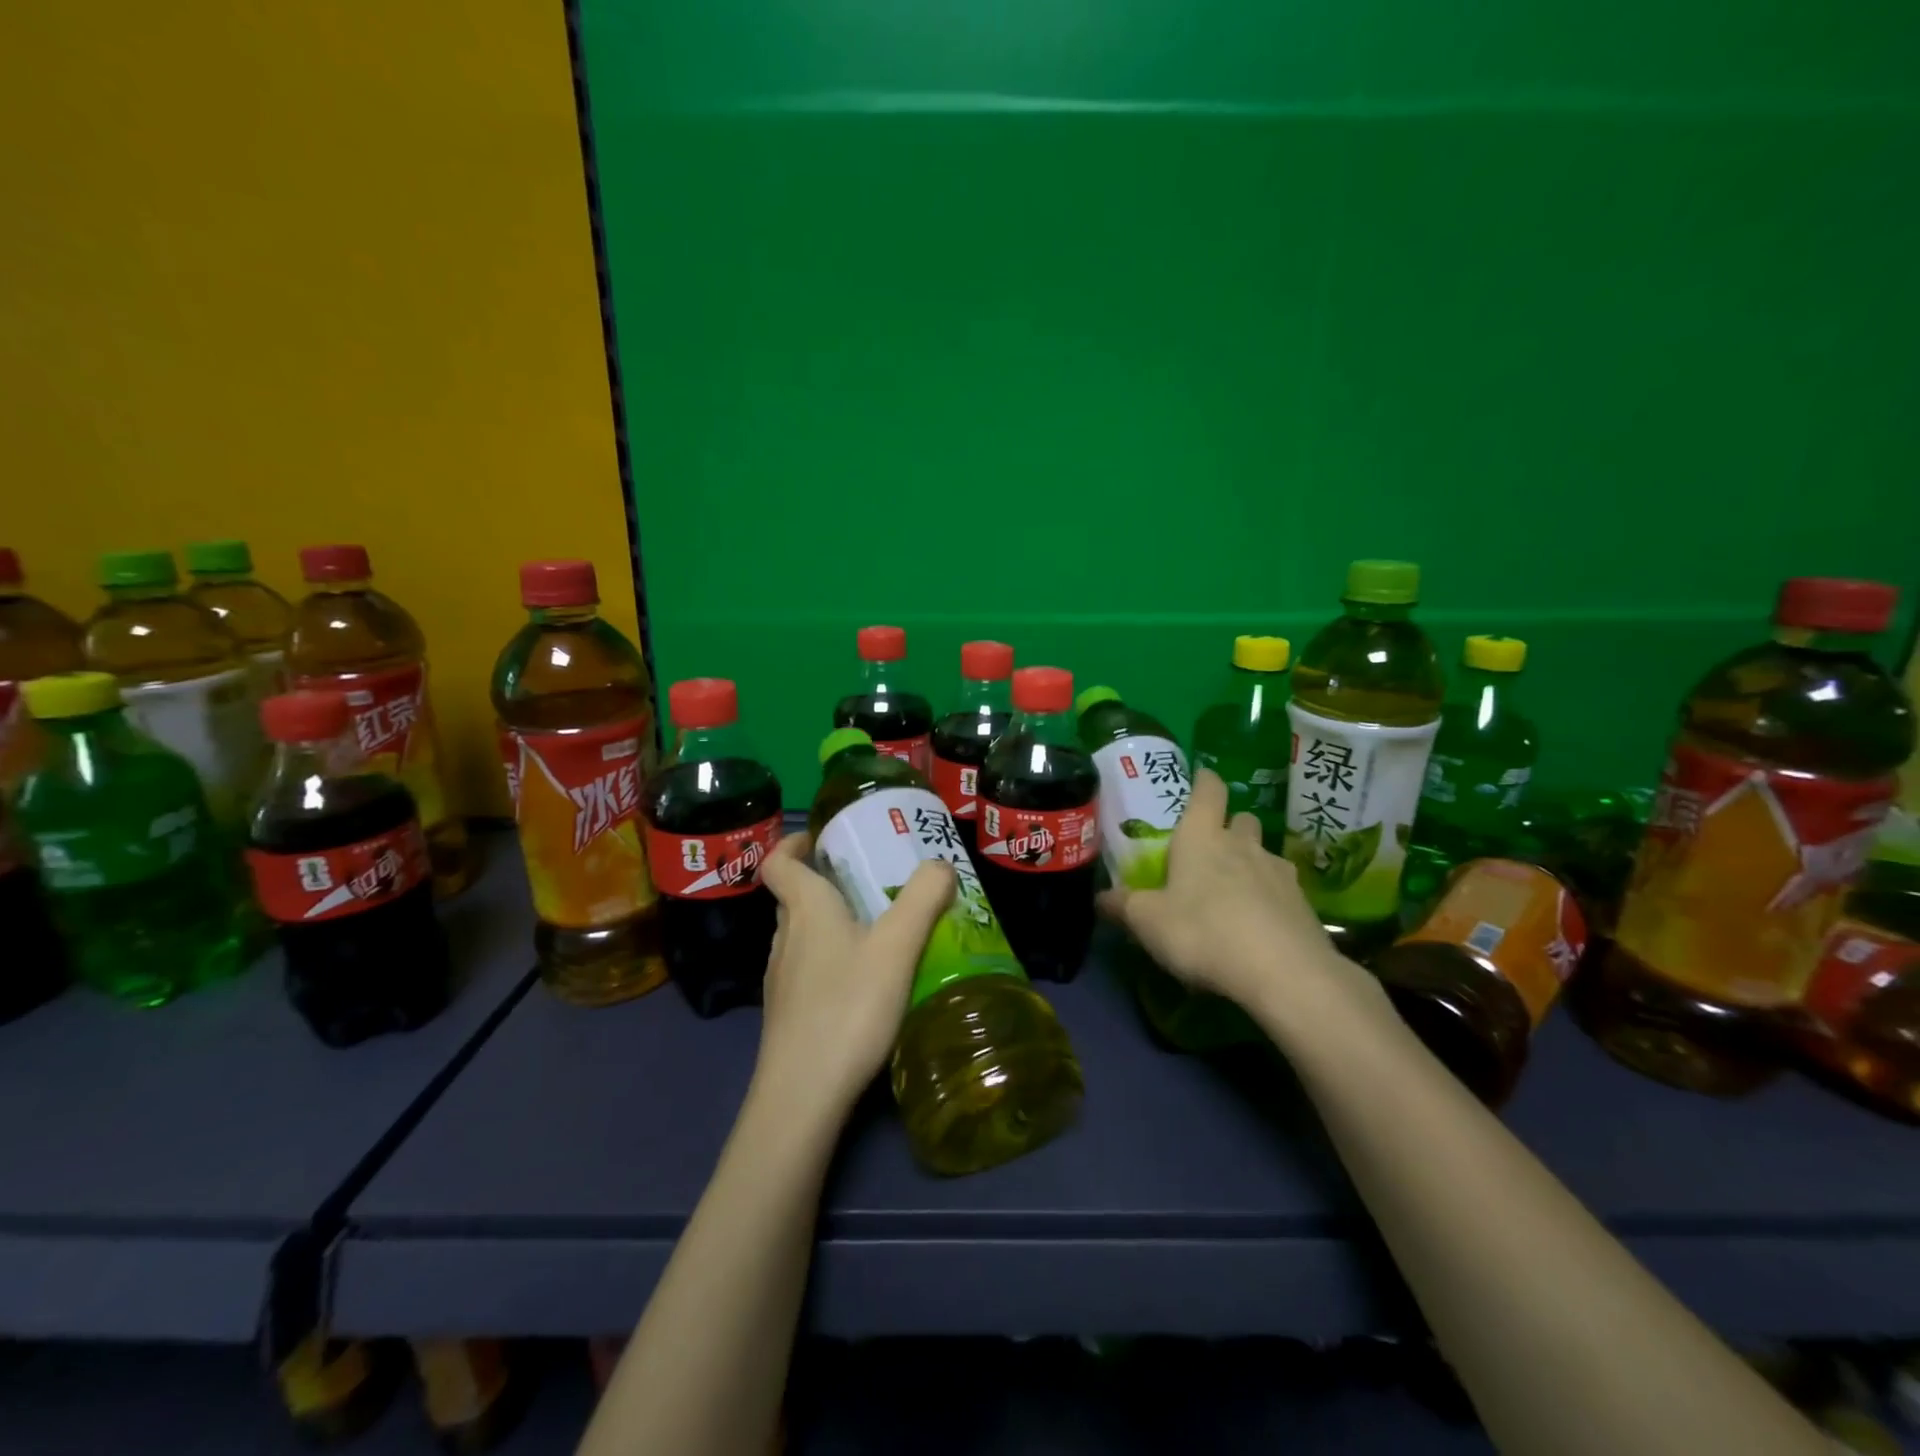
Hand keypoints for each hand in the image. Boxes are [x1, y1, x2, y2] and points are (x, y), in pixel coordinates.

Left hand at [754, 832, 955, 1119]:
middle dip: (827, 881)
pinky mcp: (789, 1013)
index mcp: (805, 909)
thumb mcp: (897, 946)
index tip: (822, 837)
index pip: (780, 861)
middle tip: (870, 880)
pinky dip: (833, 958)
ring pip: (803, 934)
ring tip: (877, 929)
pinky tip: (866, 981)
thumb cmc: (848, 1007)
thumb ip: (923, 898)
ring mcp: (782, 979)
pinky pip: (809, 968)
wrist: (803, 1096)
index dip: (795, 843)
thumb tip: (940, 864)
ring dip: (832, 921)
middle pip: (795, 896)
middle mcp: (786, 937)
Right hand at [1098, 769, 1383, 1036]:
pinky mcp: (1303, 904)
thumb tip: (1100, 897)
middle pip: (1242, 819)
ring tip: (1235, 891)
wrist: (1284, 972)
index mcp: (1202, 837)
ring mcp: (1278, 872)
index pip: (1208, 790)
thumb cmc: (1203, 932)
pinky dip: (1270, 898)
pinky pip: (1282, 889)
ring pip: (1264, 854)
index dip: (1204, 780)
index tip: (1201, 777)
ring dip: (1251, 863)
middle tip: (1211, 846)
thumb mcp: (1147, 922)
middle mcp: (1243, 845)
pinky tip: (1259, 923)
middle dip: (1229, 825)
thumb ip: (1123, 906)